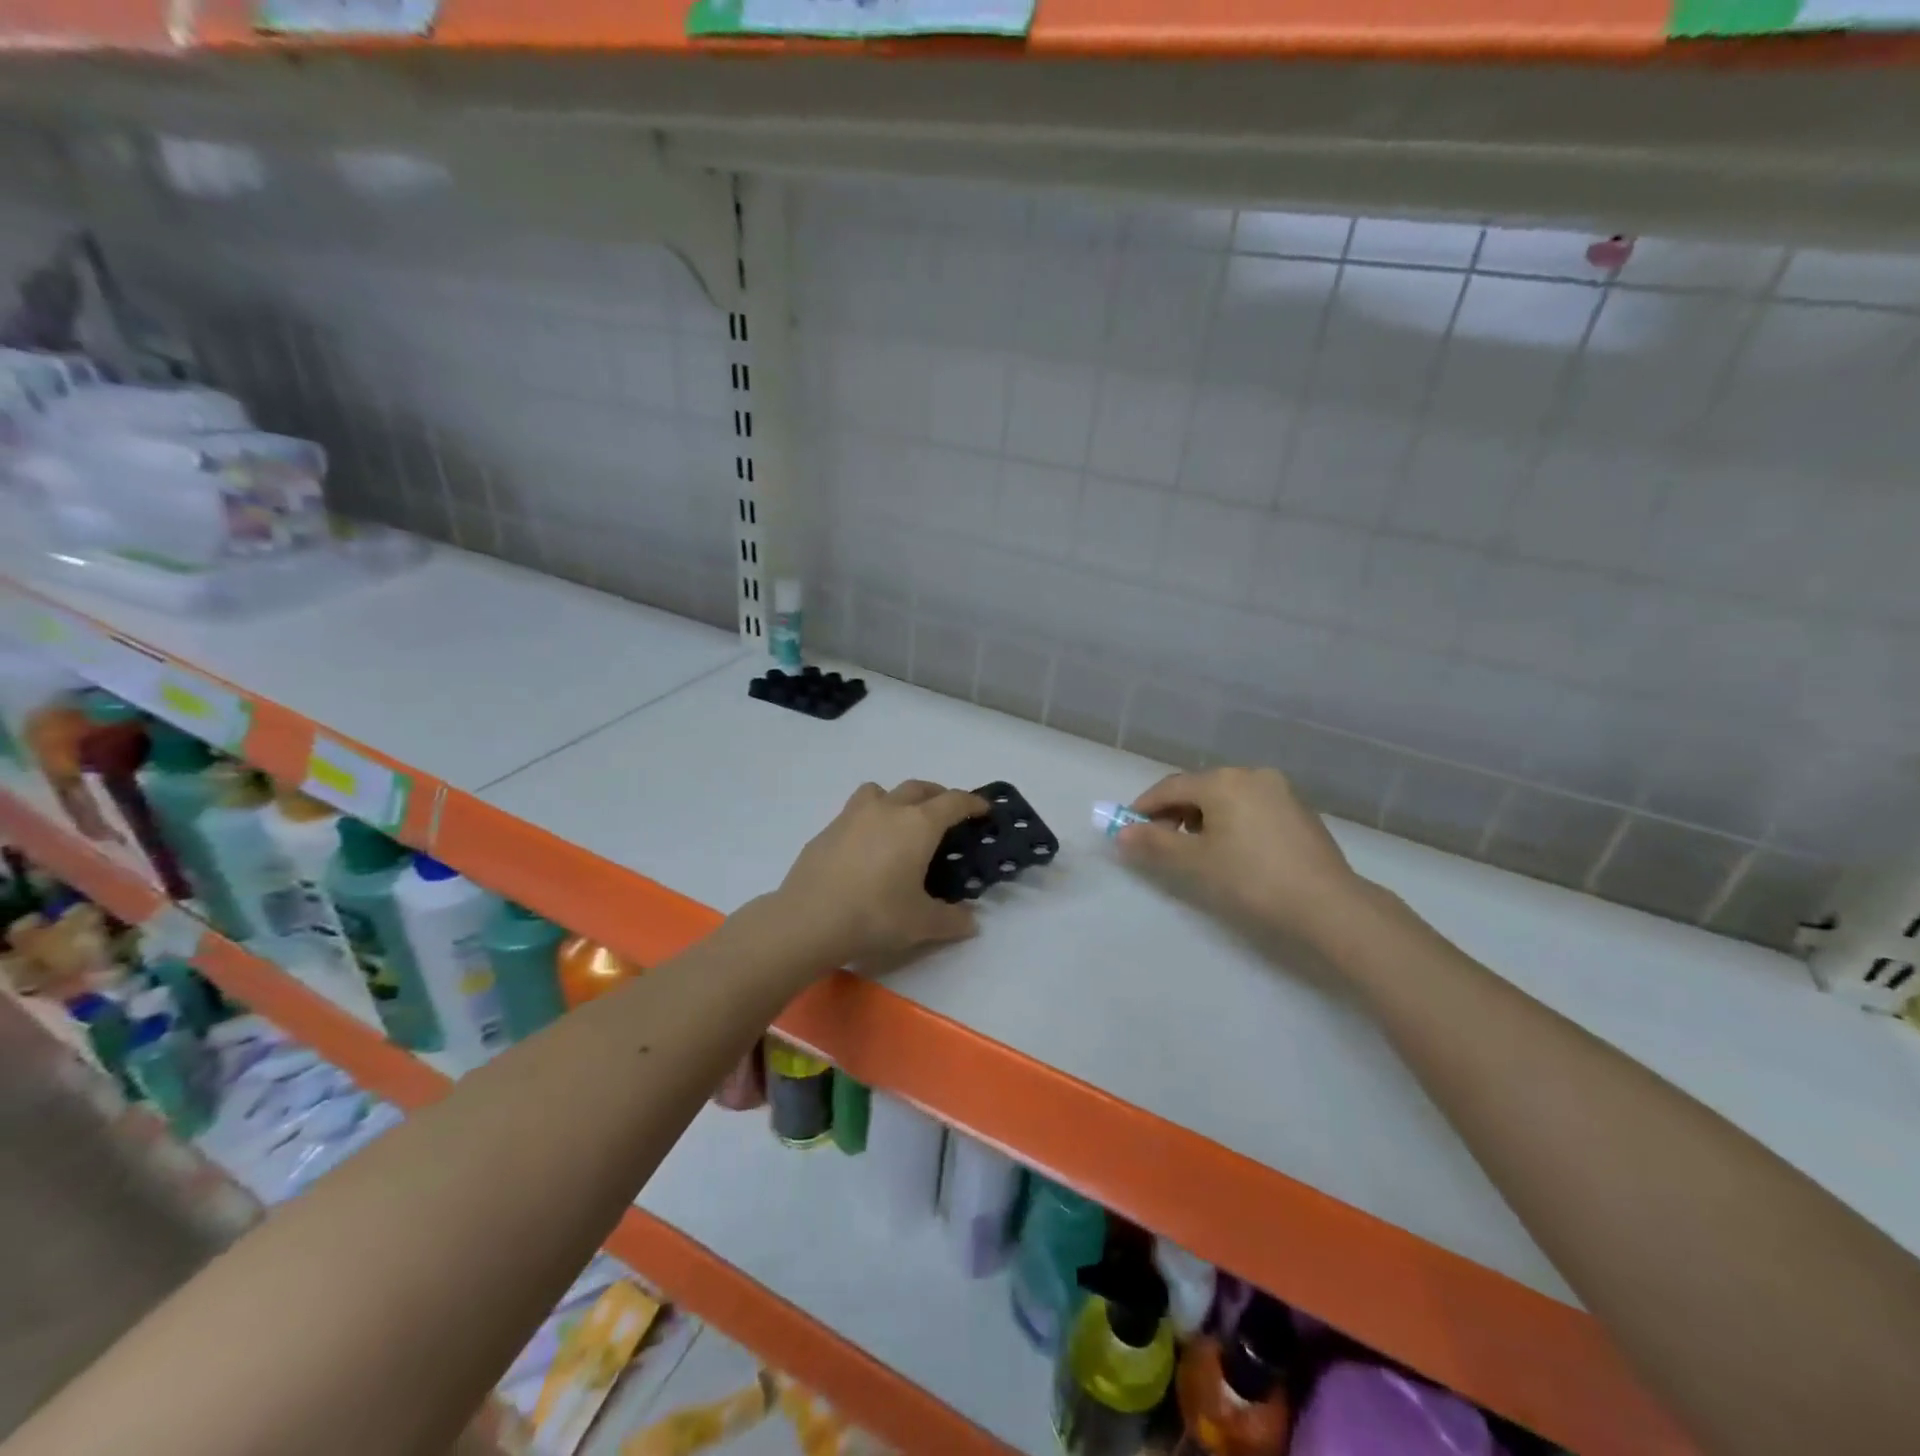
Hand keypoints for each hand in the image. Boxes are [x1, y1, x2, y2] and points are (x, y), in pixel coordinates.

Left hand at [774, 780, 989, 968]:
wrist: (808, 919)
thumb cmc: (875, 915)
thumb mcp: (922, 924)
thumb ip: (952, 920)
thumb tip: (972, 922)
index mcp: (918, 825)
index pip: (953, 802)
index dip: (972, 802)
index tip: (983, 808)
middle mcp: (888, 810)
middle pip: (918, 788)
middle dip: (937, 795)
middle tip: (946, 814)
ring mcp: (852, 816)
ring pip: (881, 791)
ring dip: (897, 798)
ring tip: (900, 821)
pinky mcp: (827, 830)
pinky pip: (855, 812)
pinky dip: (869, 819)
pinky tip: (866, 848)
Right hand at [1116, 766, 1367, 947]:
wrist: (1328, 904)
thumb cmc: (1252, 878)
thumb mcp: (1196, 862)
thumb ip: (1155, 843)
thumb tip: (1121, 834)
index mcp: (1222, 781)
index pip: (1170, 787)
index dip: (1144, 808)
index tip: (1128, 830)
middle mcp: (1250, 774)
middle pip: (1198, 789)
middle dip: (1173, 814)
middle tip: (1160, 845)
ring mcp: (1279, 790)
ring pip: (1225, 797)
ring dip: (1202, 818)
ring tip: (1196, 850)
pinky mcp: (1298, 809)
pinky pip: (1250, 806)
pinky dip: (1230, 821)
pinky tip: (1232, 849)